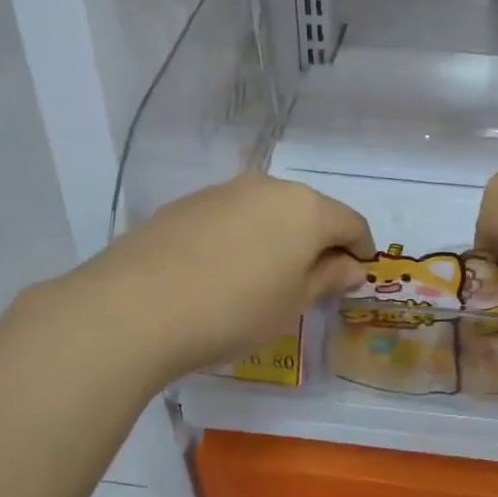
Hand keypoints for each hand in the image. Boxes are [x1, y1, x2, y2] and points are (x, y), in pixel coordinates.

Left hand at [73, 173, 373, 379]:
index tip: (357, 275)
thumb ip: (327, 279)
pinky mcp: (186, 203)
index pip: (351, 222)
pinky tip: (221, 271)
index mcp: (306, 208)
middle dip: (317, 242)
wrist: (136, 306)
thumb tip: (351, 266)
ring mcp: (223, 191)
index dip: (361, 249)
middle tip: (311, 281)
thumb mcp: (292, 303)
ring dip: (277, 237)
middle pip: (309, 211)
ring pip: (267, 211)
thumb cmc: (235, 309)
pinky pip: (231, 217)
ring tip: (263, 278)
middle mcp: (268, 187)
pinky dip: (240, 238)